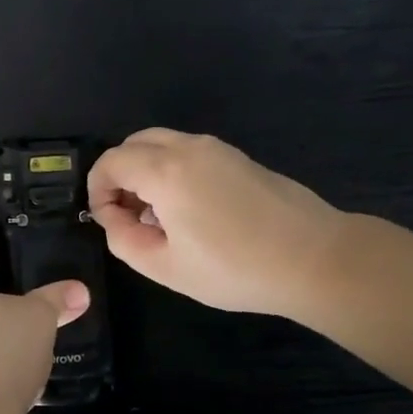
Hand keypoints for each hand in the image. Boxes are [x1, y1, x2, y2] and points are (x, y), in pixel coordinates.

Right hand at [88, 129, 344, 321]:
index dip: (97, 190)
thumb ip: (124, 240)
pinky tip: (190, 211)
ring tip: (158, 216)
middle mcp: (188, 147)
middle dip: (119, 175)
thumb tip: (113, 218)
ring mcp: (217, 148)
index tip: (107, 221)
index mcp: (165, 171)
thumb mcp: (166, 267)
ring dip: (146, 171)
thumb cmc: (235, 268)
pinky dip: (171, 170)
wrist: (315, 259)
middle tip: (127, 215)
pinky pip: (188, 152)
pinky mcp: (238, 157)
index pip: (110, 162)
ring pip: (162, 144)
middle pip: (134, 144)